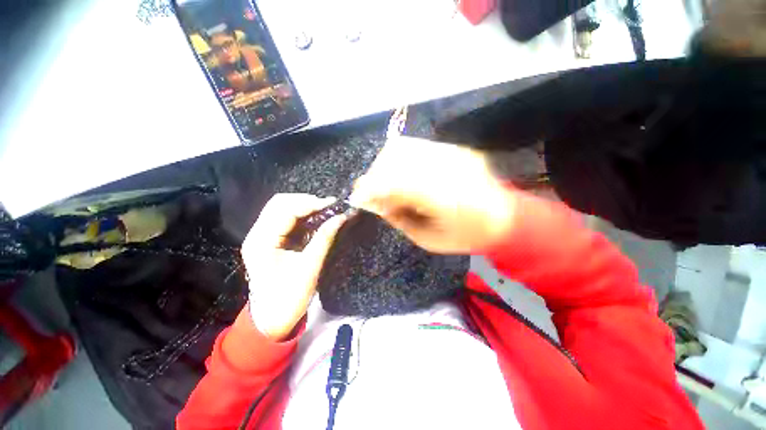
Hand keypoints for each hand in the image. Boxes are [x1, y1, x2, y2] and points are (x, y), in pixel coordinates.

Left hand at [241, 193, 346, 339]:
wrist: (272, 319)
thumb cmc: (289, 298)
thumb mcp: (310, 268)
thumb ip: (324, 238)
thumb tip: (341, 217)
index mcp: (261, 242)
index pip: (284, 210)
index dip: (310, 203)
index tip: (333, 204)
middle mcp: (257, 234)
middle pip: (279, 203)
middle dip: (306, 201)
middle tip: (329, 207)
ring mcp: (261, 236)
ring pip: (281, 207)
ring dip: (303, 205)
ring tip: (324, 210)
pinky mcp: (269, 239)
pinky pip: (284, 217)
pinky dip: (301, 214)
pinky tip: (315, 217)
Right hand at [350, 136, 515, 253]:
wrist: (506, 219)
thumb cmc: (466, 237)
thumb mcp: (428, 240)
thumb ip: (399, 219)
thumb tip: (377, 203)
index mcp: (442, 197)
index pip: (394, 182)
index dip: (371, 187)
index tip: (358, 195)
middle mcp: (447, 168)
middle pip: (396, 157)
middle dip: (377, 174)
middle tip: (374, 190)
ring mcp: (454, 154)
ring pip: (406, 147)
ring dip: (388, 164)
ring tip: (389, 181)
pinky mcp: (457, 150)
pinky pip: (420, 147)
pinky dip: (404, 159)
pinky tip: (406, 173)